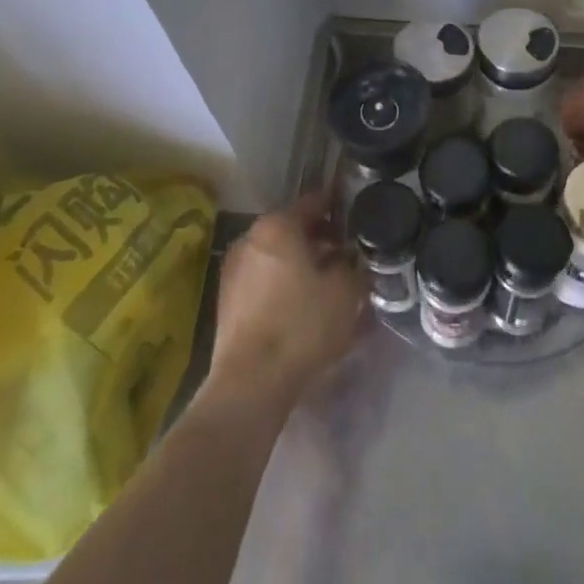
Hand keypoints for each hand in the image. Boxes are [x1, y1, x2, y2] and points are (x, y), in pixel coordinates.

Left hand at [210, 191, 365, 404]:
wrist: (251, 382)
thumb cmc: (302, 325)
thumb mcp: (344, 291)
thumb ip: (351, 264)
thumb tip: (348, 256)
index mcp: (278, 225)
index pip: (314, 202)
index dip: (338, 205)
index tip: (356, 212)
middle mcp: (250, 237)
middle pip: (292, 228)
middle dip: (320, 237)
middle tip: (347, 251)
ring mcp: (234, 268)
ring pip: (277, 254)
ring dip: (301, 261)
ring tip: (328, 280)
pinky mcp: (227, 299)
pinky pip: (264, 278)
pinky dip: (284, 282)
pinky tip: (303, 302)